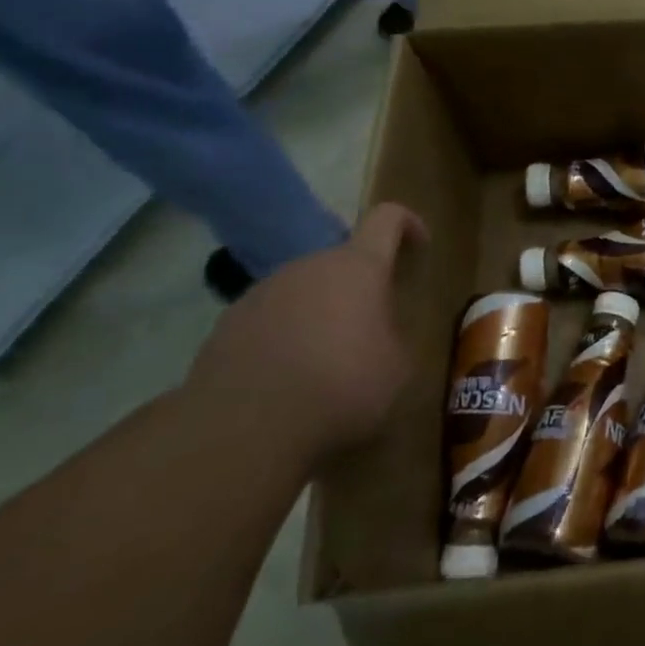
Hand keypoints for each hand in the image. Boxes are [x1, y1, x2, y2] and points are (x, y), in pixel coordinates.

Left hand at [185, 204, 426, 467]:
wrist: (244, 427)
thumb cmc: (342, 386)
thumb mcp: (397, 367)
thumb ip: (394, 335)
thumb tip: (380, 334)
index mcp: (358, 266)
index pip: (387, 218)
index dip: (407, 224)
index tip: (419, 247)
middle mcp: (309, 266)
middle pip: (341, 260)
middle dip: (359, 287)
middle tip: (371, 329)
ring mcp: (262, 293)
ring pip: (303, 290)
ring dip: (320, 313)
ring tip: (325, 362)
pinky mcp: (226, 325)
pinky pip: (269, 320)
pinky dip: (284, 338)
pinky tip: (287, 380)